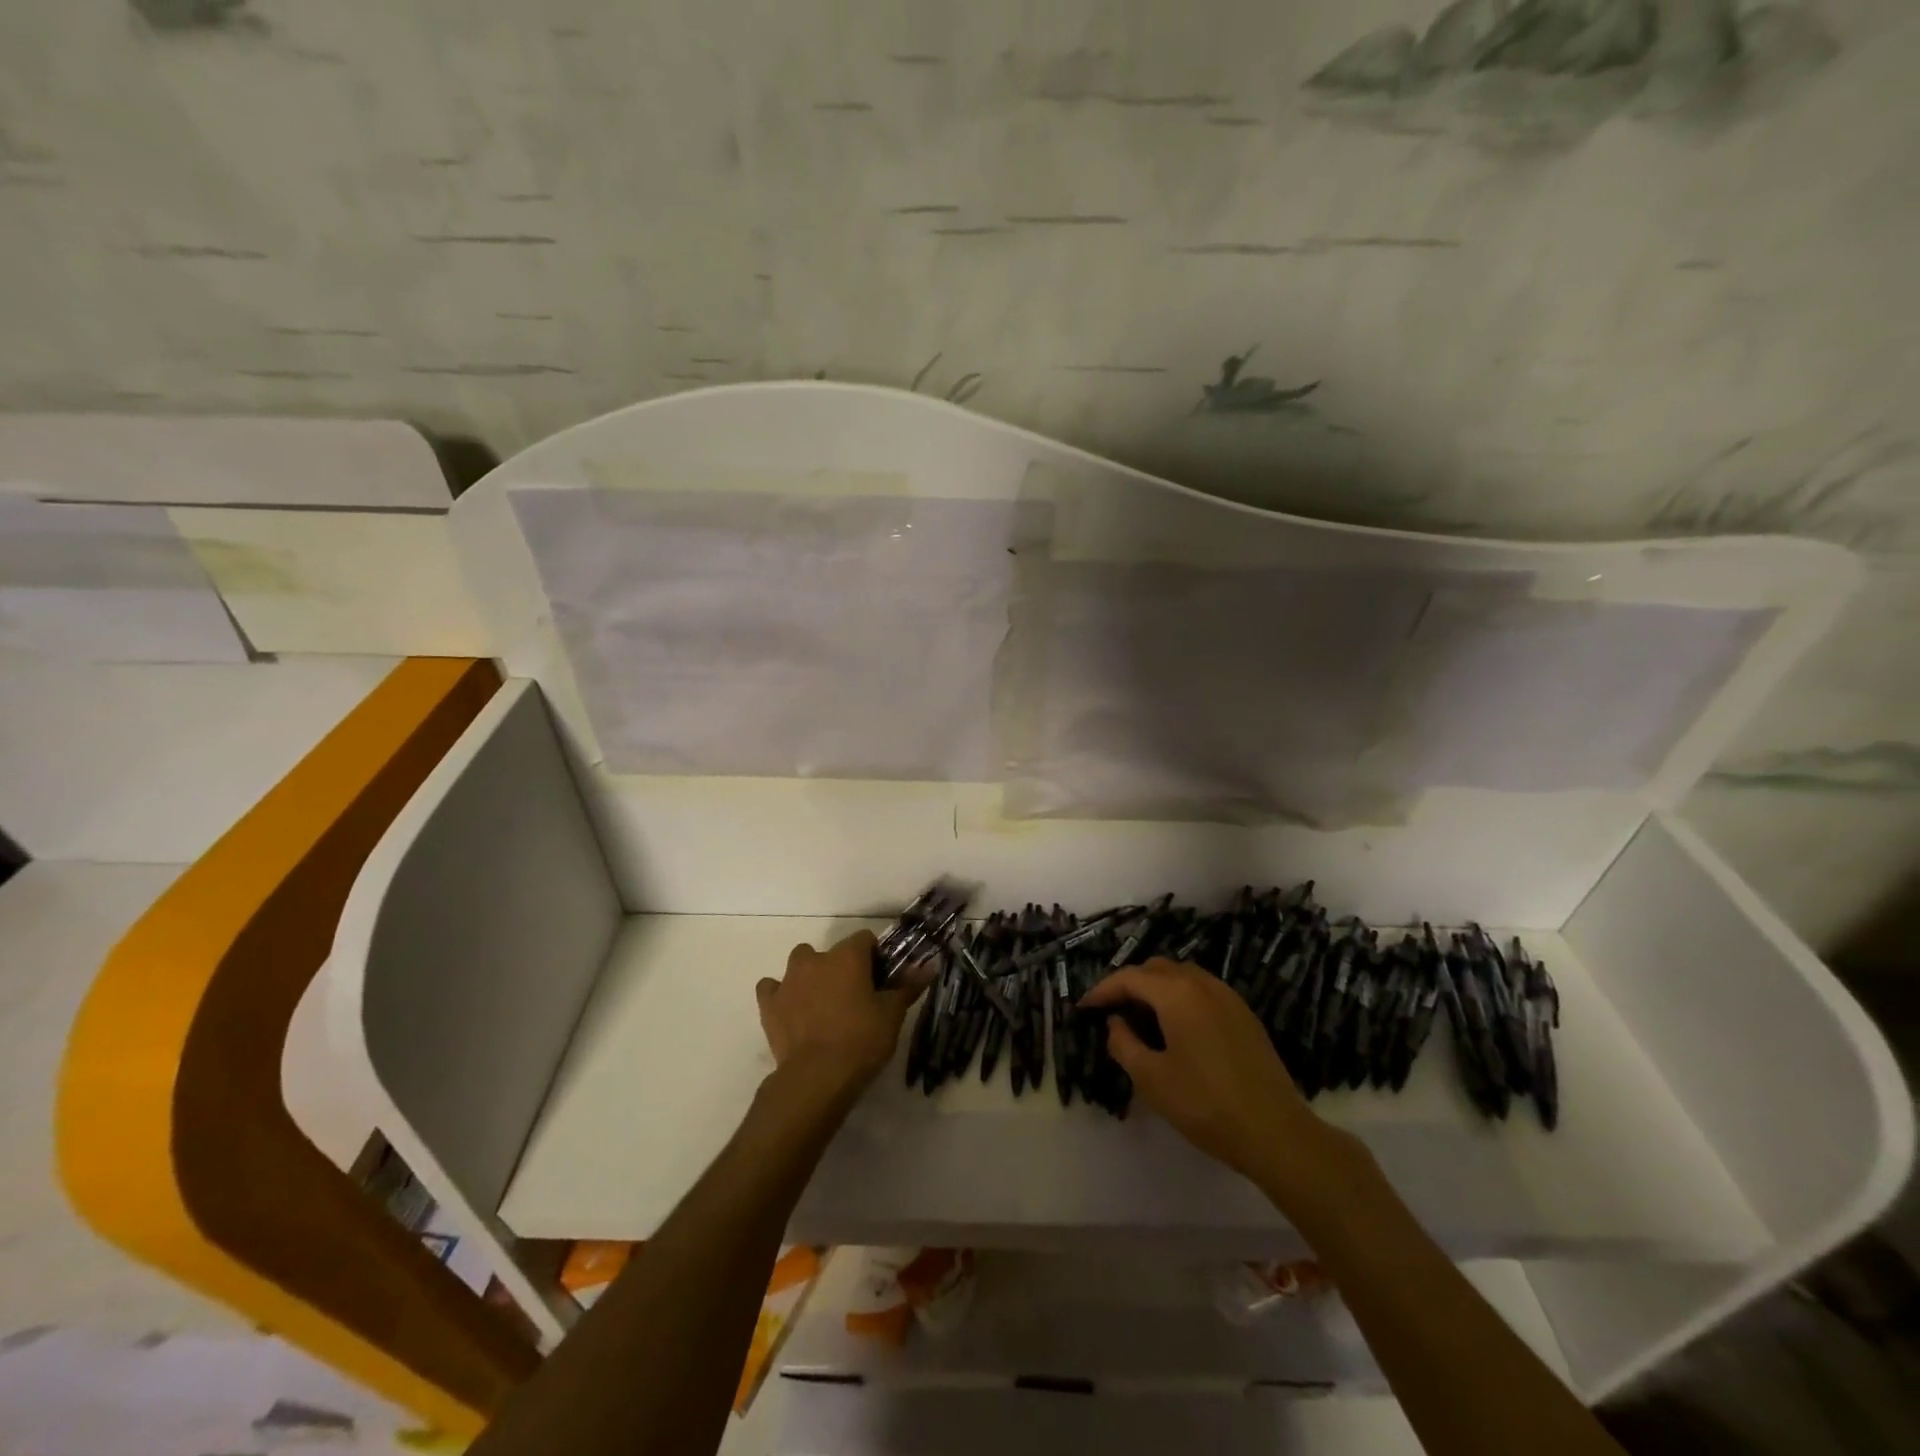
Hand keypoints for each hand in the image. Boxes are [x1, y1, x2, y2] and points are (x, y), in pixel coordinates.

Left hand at [757, 931, 927, 1095]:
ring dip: (811, 976)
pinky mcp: (769, 1004)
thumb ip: (908, 986)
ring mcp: (788, 980)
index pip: (865, 939)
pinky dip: (781, 994)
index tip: (881, 979)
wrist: (817, 1077)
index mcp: (848, 956)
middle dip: (842, 967)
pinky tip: (792, 1011)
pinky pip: (772, 988)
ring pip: (800, 963)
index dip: (875, 957)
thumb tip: (929, 966)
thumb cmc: (862, 1040)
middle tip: (854, 996)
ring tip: (823, 1004)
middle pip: (832, 952)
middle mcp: (816, 959)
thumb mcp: (892, 1014)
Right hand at [1081, 959, 1347, 1193]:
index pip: (1130, 977)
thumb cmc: (1206, 1105)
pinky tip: (1176, 1028)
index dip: (1103, 990)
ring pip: (1182, 976)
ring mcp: (1228, 997)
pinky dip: (1180, 997)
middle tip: (1112, 1012)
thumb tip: (1115, 1023)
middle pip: (1156, 969)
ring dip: (1156, 988)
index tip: (1084, 1008)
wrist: (1276, 1133)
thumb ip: (1124, 1044)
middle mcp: (1203, 984)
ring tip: (1141, 1018)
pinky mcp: (1244, 1015)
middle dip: (1130, 984)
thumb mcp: (1152, 1079)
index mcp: (1177, 994)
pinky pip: (1203, 990)